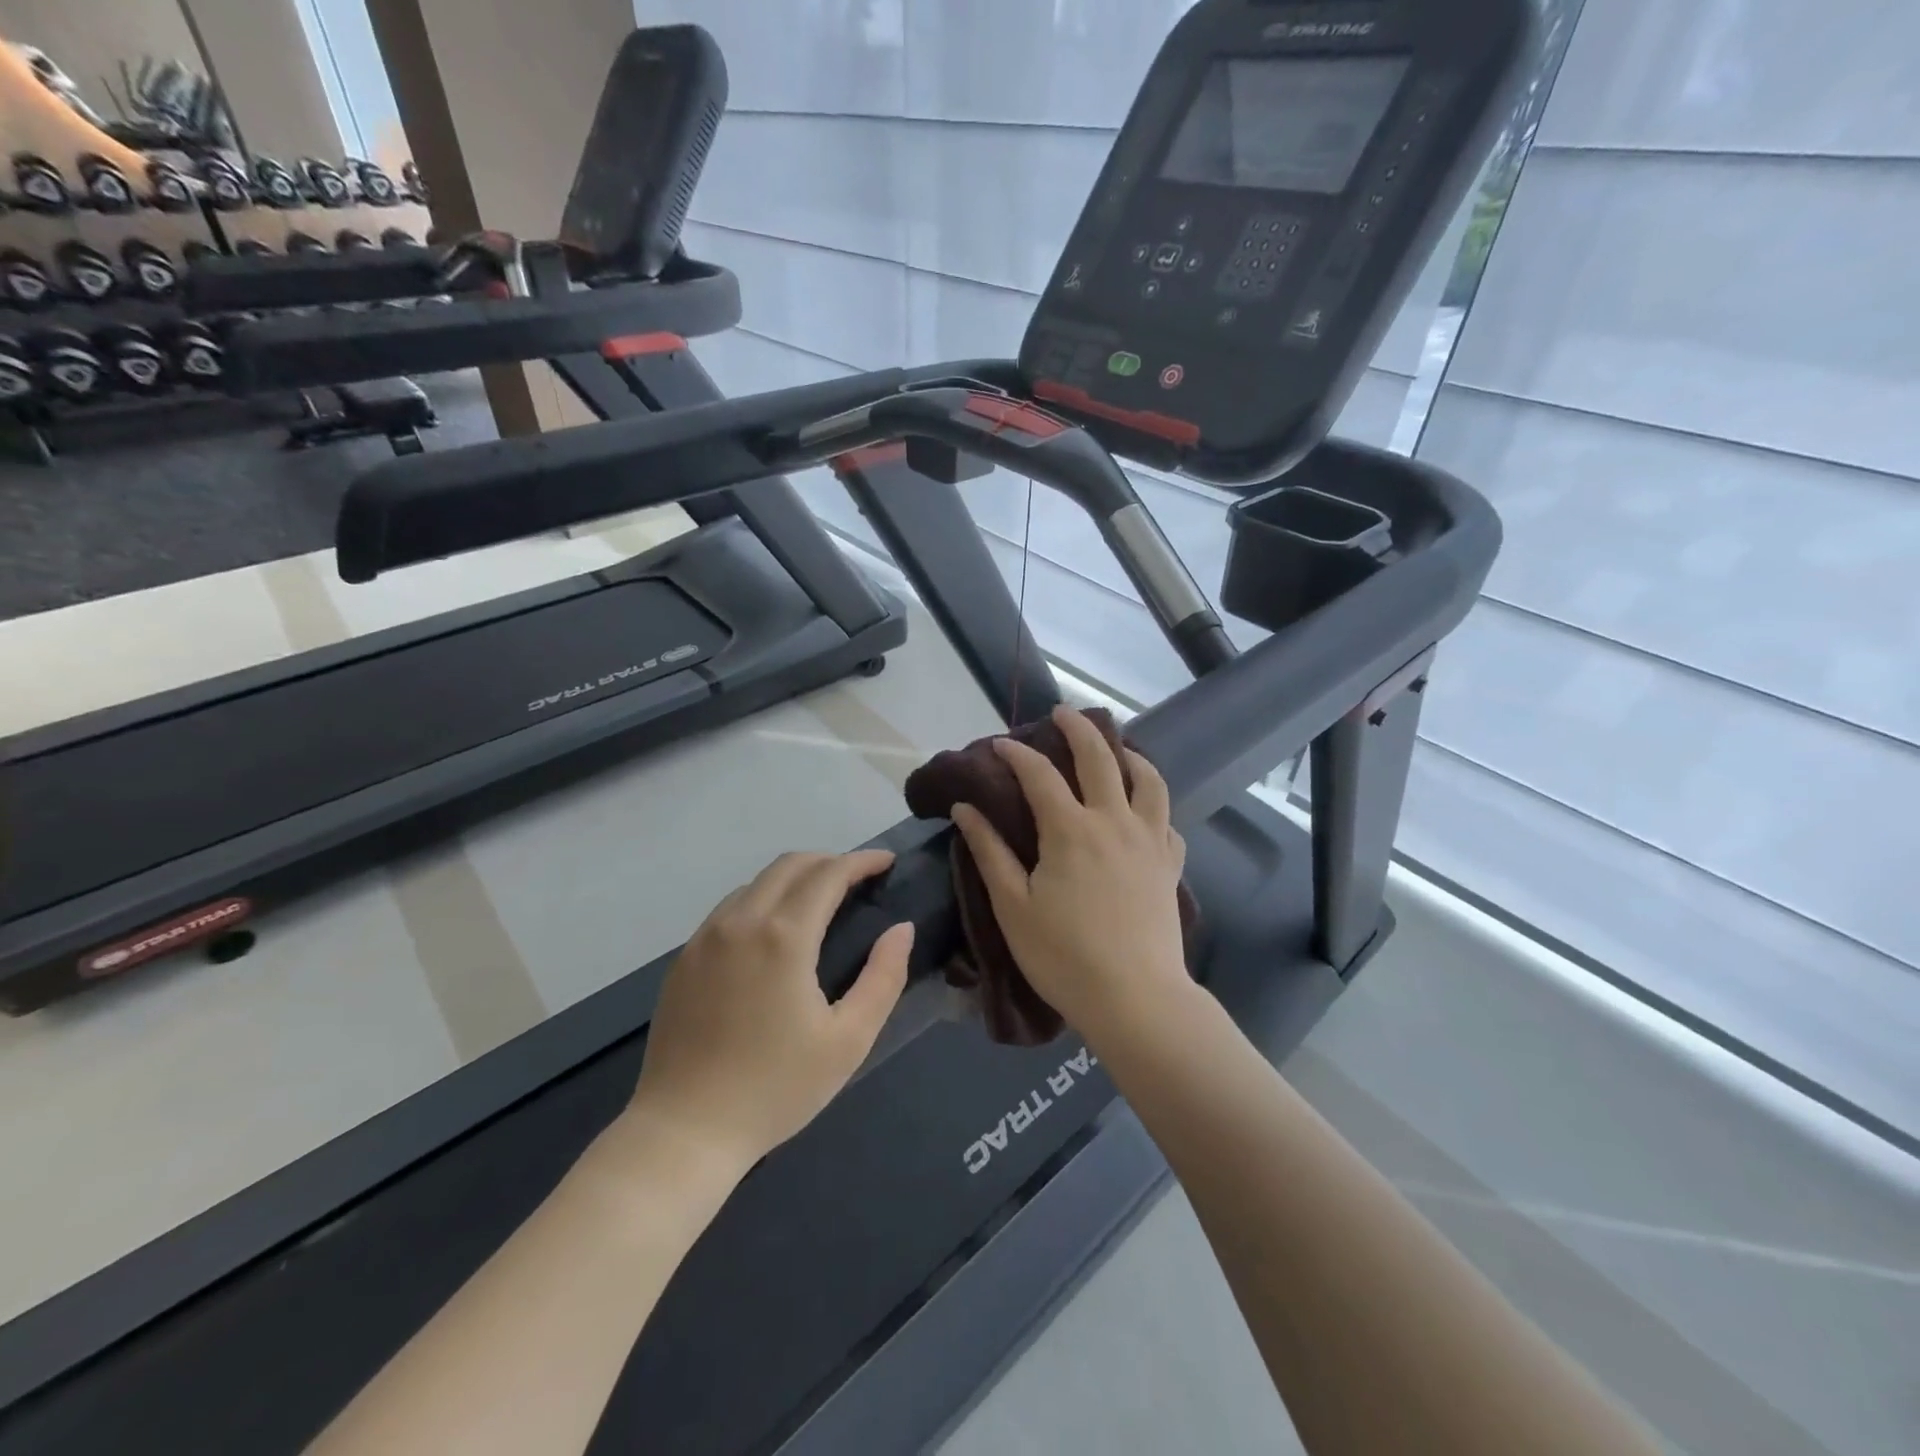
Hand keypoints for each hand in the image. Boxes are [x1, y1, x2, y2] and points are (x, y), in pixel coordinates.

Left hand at [626, 851, 911, 1172]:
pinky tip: (773, 933)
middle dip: (829, 861)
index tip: (886, 861)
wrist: (684, 1132)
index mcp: (784, 937)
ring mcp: (705, 937)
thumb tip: (902, 929)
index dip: (861, 860)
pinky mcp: (684, 958)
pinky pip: (729, 908)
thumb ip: (883, 977)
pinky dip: (762, 900)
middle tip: (858, 880)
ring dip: (794, 878)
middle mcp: (741, 921)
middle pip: (789, 864)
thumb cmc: (775, 1089)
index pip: (828, 874)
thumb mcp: (848, 1040)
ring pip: (756, 882)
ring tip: (820, 902)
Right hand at [951, 706, 1190, 1043]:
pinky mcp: (1170, 864)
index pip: (1039, 774)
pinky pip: (1167, 819)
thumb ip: (989, 851)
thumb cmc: (1064, 956)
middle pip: (1100, 757)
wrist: (1135, 998)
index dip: (1016, 753)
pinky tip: (1143, 808)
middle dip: (1078, 728)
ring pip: (1147, 779)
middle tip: (1062, 713)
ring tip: (1115, 746)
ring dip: (1129, 754)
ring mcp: (1149, 840)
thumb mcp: (1012, 906)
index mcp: (1070, 829)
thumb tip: (965, 807)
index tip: (999, 743)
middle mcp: (1114, 821)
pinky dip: (1153, 802)